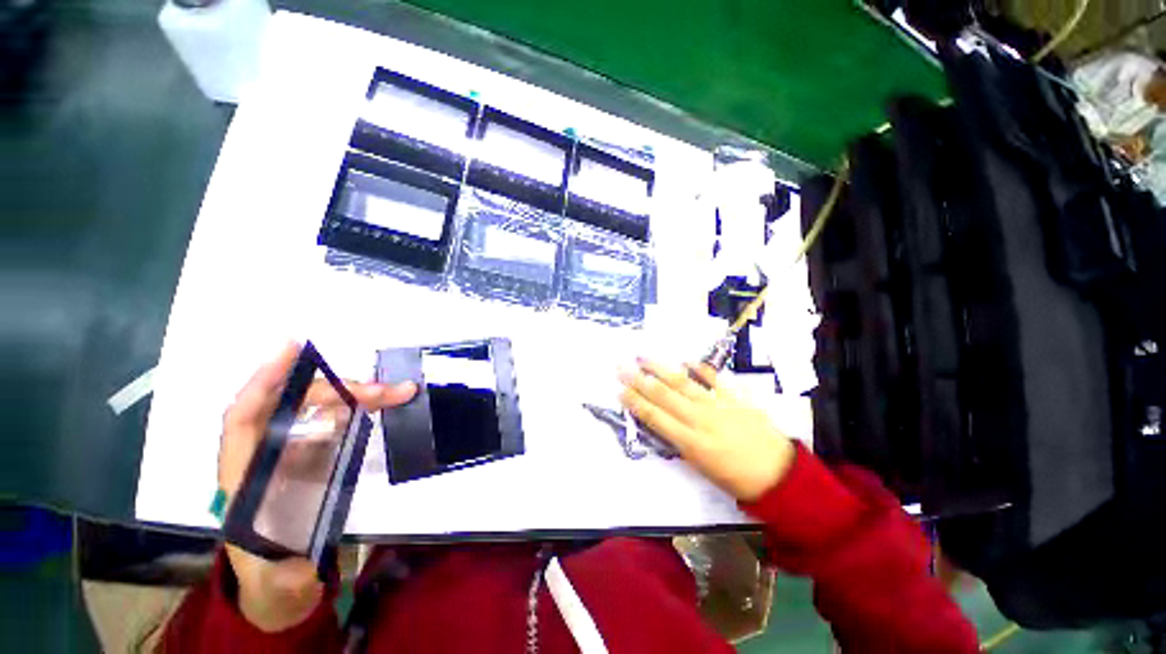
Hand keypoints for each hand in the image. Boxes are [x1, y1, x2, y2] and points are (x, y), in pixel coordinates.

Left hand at [219, 342, 415, 631]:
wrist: (282, 581)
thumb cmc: (272, 578)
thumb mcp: (274, 584)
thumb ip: (281, 575)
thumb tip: (298, 563)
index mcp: (244, 479)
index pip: (244, 420)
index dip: (264, 383)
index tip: (291, 350)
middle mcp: (266, 455)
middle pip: (296, 407)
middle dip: (338, 392)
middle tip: (384, 390)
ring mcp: (293, 452)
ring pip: (320, 408)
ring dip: (355, 395)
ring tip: (394, 392)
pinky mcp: (314, 455)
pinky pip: (334, 420)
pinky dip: (357, 407)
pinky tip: (379, 403)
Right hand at [618, 359, 793, 501]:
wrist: (779, 475)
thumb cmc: (736, 478)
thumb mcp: (700, 467)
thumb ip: (680, 442)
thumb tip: (663, 422)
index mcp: (690, 442)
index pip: (654, 417)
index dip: (635, 402)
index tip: (619, 390)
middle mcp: (699, 420)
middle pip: (663, 395)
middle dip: (638, 380)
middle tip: (621, 366)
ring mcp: (718, 405)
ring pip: (682, 383)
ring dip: (660, 368)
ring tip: (643, 356)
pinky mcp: (736, 398)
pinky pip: (715, 378)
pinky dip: (699, 367)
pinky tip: (685, 359)